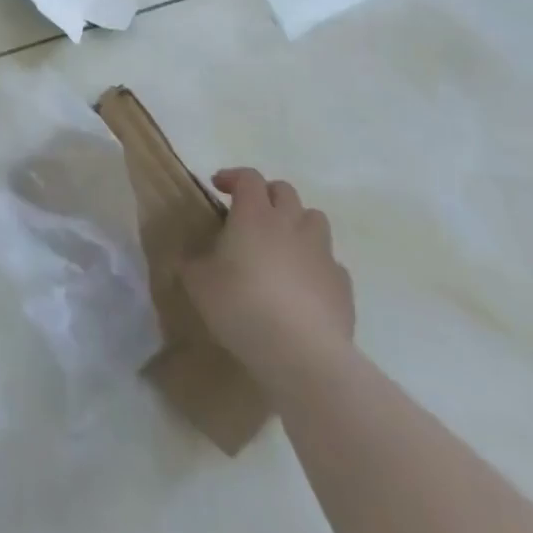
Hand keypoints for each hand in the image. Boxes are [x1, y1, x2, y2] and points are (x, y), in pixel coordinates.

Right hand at [181, 167, 353, 386]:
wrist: (303, 355)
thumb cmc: (242, 306)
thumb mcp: (198, 283)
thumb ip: (192, 262)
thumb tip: (189, 257)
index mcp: (254, 215)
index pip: (248, 177)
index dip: (233, 177)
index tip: (217, 187)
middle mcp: (291, 224)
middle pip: (285, 191)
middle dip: (267, 195)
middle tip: (250, 213)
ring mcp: (322, 253)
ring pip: (315, 219)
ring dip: (298, 223)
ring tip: (282, 244)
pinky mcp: (343, 286)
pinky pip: (331, 262)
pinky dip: (317, 264)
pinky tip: (304, 285)